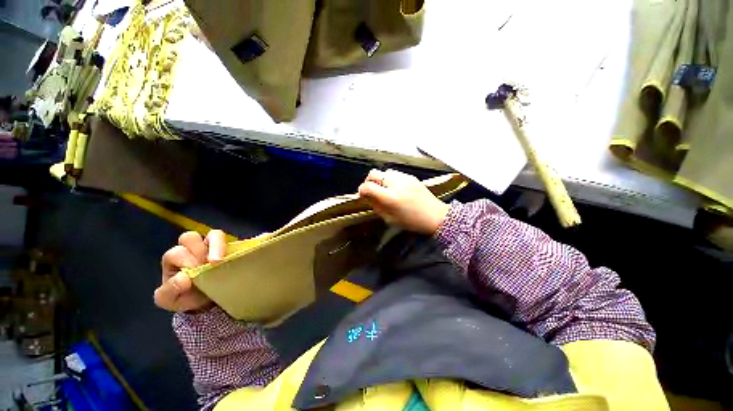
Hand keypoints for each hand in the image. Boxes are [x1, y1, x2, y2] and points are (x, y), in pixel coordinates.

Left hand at [154, 230, 225, 312]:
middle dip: (198, 249)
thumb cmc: (185, 297)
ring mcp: (212, 248)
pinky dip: (230, 248)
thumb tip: (183, 278)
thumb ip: (169, 291)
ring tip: (219, 261)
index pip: (176, 252)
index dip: (184, 259)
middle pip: (190, 237)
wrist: (205, 303)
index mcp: (175, 259)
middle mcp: (192, 250)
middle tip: (205, 264)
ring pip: (214, 234)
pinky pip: (231, 242)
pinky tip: (231, 259)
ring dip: (216, 245)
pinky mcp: (229, 250)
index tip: (193, 271)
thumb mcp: (169, 300)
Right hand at [358, 169, 449, 234]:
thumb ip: (376, 206)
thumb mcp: (390, 219)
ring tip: (385, 190)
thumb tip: (367, 197)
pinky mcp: (411, 176)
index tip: (363, 195)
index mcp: (390, 197)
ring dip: (381, 180)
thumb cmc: (412, 222)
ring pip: (385, 172)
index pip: (367, 186)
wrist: (435, 216)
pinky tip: (396, 189)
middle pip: (374, 173)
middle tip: (373, 191)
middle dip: (369, 181)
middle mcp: (396, 183)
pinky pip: (395, 174)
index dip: (362, 190)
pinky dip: (391, 180)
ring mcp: (404, 177)